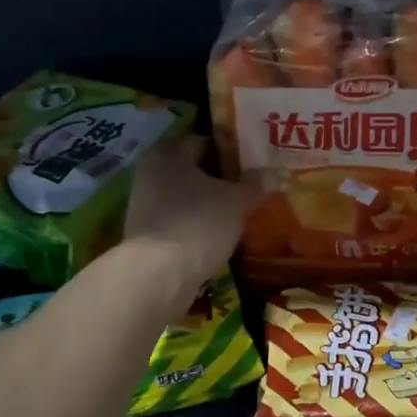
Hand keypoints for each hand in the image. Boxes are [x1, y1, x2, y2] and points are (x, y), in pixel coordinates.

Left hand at [122, 136, 260, 311]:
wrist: (159, 275)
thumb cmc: (198, 223)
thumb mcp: (236, 201)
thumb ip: (254, 184)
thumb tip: (270, 173)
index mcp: (168, 154)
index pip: (205, 141)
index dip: (232, 149)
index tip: (255, 161)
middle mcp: (151, 173)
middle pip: (195, 169)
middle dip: (222, 178)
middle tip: (253, 186)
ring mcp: (146, 206)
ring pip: (188, 196)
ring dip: (211, 202)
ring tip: (241, 211)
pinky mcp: (148, 234)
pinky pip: (181, 220)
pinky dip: (199, 223)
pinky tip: (220, 233)